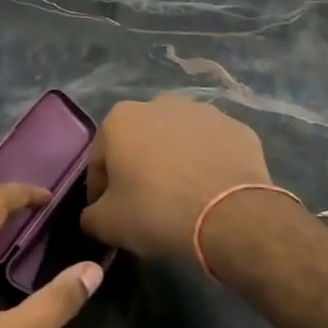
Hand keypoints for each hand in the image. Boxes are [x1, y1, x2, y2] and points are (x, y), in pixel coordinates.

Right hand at [81, 95, 272, 259]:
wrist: (232, 215)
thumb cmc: (158, 212)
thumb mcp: (108, 224)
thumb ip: (91, 215)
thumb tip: (94, 214)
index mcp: (121, 119)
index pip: (100, 160)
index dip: (101, 190)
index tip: (109, 214)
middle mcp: (159, 103)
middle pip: (140, 143)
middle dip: (140, 168)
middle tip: (147, 205)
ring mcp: (203, 111)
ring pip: (177, 141)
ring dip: (175, 161)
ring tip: (183, 197)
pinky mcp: (236, 127)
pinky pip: (212, 147)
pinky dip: (208, 164)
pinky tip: (211, 191)